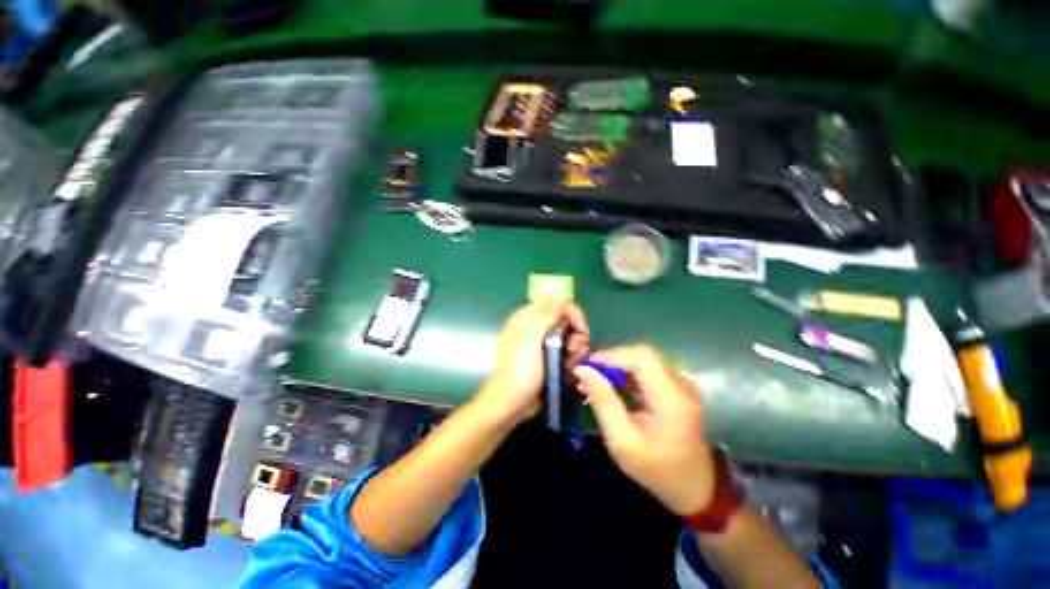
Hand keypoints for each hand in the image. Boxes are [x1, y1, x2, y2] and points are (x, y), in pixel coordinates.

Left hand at [475, 295, 589, 426]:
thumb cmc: (520, 372)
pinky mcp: (545, 356)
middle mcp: (533, 326)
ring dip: (573, 348)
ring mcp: (539, 342)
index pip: (555, 302)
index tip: (582, 330)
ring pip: (566, 335)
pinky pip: (563, 349)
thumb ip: (545, 315)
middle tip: (573, 351)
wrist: (510, 405)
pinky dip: (569, 356)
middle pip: (563, 319)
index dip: (572, 313)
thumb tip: (559, 292)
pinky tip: (567, 368)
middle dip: (574, 334)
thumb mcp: (532, 341)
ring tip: (570, 364)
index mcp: (526, 318)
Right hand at [574, 344, 713, 514]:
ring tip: (593, 382)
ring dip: (616, 366)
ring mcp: (681, 385)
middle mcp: (680, 384)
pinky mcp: (676, 388)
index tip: (586, 366)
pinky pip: (647, 370)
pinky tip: (610, 387)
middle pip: (642, 355)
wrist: (695, 489)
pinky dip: (625, 374)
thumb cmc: (657, 471)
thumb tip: (583, 370)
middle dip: (611, 360)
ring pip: (643, 360)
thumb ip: (603, 402)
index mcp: (672, 398)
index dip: (611, 355)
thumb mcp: (622, 442)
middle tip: (587, 375)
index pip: (641, 357)